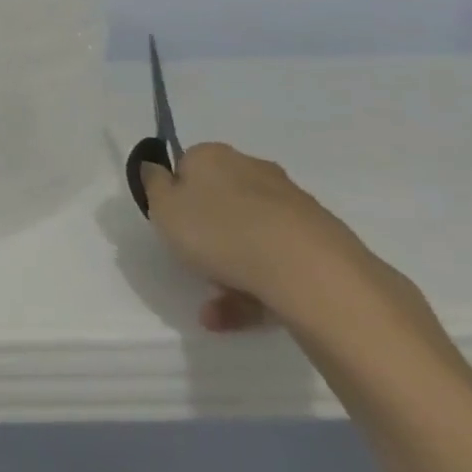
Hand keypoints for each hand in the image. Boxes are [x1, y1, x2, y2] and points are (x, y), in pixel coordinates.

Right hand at [141, 142, 376, 333]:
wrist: (306, 269)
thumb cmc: (218, 231)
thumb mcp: (163, 208)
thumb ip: (153, 185)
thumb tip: (155, 167)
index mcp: (213, 156)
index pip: (186, 165)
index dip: (174, 195)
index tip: (170, 223)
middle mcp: (253, 169)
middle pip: (219, 200)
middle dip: (206, 234)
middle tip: (192, 263)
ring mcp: (290, 204)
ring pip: (247, 235)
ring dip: (228, 269)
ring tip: (214, 309)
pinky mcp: (318, 238)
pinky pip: (274, 260)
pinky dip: (255, 286)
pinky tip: (240, 315)